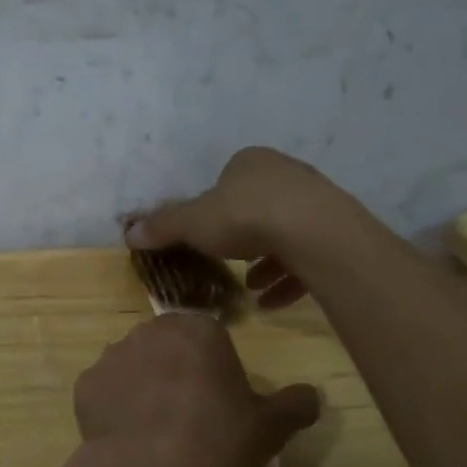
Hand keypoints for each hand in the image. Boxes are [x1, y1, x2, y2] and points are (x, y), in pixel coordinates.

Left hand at [71, 313, 320, 466]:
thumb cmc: (217, 442)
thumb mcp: (270, 428)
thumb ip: (295, 405)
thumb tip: (312, 395)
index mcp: (197, 329)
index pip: (211, 338)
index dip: (218, 370)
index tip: (223, 403)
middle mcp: (149, 331)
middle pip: (170, 348)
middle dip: (179, 372)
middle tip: (193, 418)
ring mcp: (111, 356)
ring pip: (136, 367)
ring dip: (146, 388)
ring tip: (158, 432)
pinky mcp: (84, 385)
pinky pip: (107, 392)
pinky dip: (116, 408)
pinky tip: (130, 438)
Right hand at [124, 147, 343, 310]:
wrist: (314, 232)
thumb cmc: (245, 216)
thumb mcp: (193, 223)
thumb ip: (163, 227)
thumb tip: (129, 233)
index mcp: (250, 163)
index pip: (228, 179)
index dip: (214, 206)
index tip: (206, 233)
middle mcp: (285, 175)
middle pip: (258, 205)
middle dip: (241, 237)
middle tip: (227, 262)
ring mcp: (315, 202)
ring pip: (284, 232)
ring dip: (265, 262)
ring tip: (249, 288)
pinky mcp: (337, 232)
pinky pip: (307, 257)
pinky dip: (288, 279)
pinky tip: (272, 303)